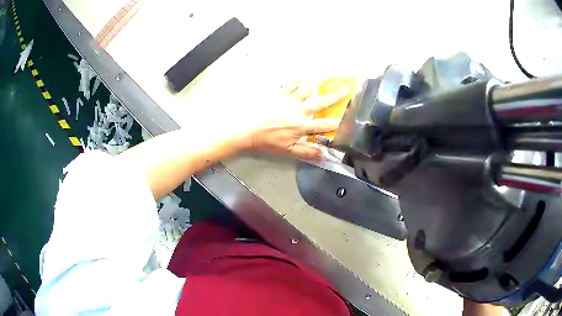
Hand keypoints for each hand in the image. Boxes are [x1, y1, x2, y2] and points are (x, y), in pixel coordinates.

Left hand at [241, 79, 349, 159]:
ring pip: (307, 90)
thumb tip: (323, 154)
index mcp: (302, 126)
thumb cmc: (268, 141)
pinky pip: (290, 85)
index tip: (348, 119)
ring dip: (318, 82)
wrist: (248, 129)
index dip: (336, 123)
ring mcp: (289, 101)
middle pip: (320, 103)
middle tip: (346, 89)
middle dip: (335, 97)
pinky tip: (302, 72)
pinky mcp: (279, 96)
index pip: (323, 125)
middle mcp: (299, 111)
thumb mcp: (288, 151)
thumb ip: (306, 152)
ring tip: (327, 74)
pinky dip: (296, 79)